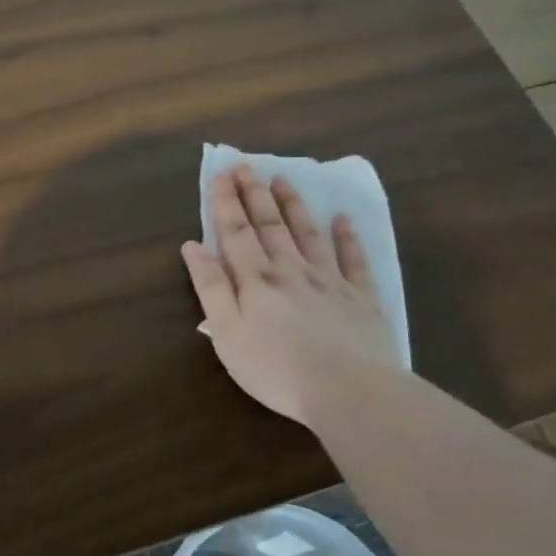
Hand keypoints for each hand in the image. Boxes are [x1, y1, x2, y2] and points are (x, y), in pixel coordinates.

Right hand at [180, 166, 399, 426]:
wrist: (348, 390)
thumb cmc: (275, 369)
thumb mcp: (227, 333)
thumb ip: (211, 287)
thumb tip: (193, 246)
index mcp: (256, 281)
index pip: (236, 232)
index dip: (226, 202)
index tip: (220, 174)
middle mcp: (291, 271)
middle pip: (270, 226)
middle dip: (255, 194)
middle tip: (246, 165)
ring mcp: (330, 281)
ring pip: (308, 234)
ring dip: (294, 206)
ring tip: (283, 180)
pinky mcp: (361, 298)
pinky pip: (354, 260)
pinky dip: (347, 237)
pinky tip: (343, 219)